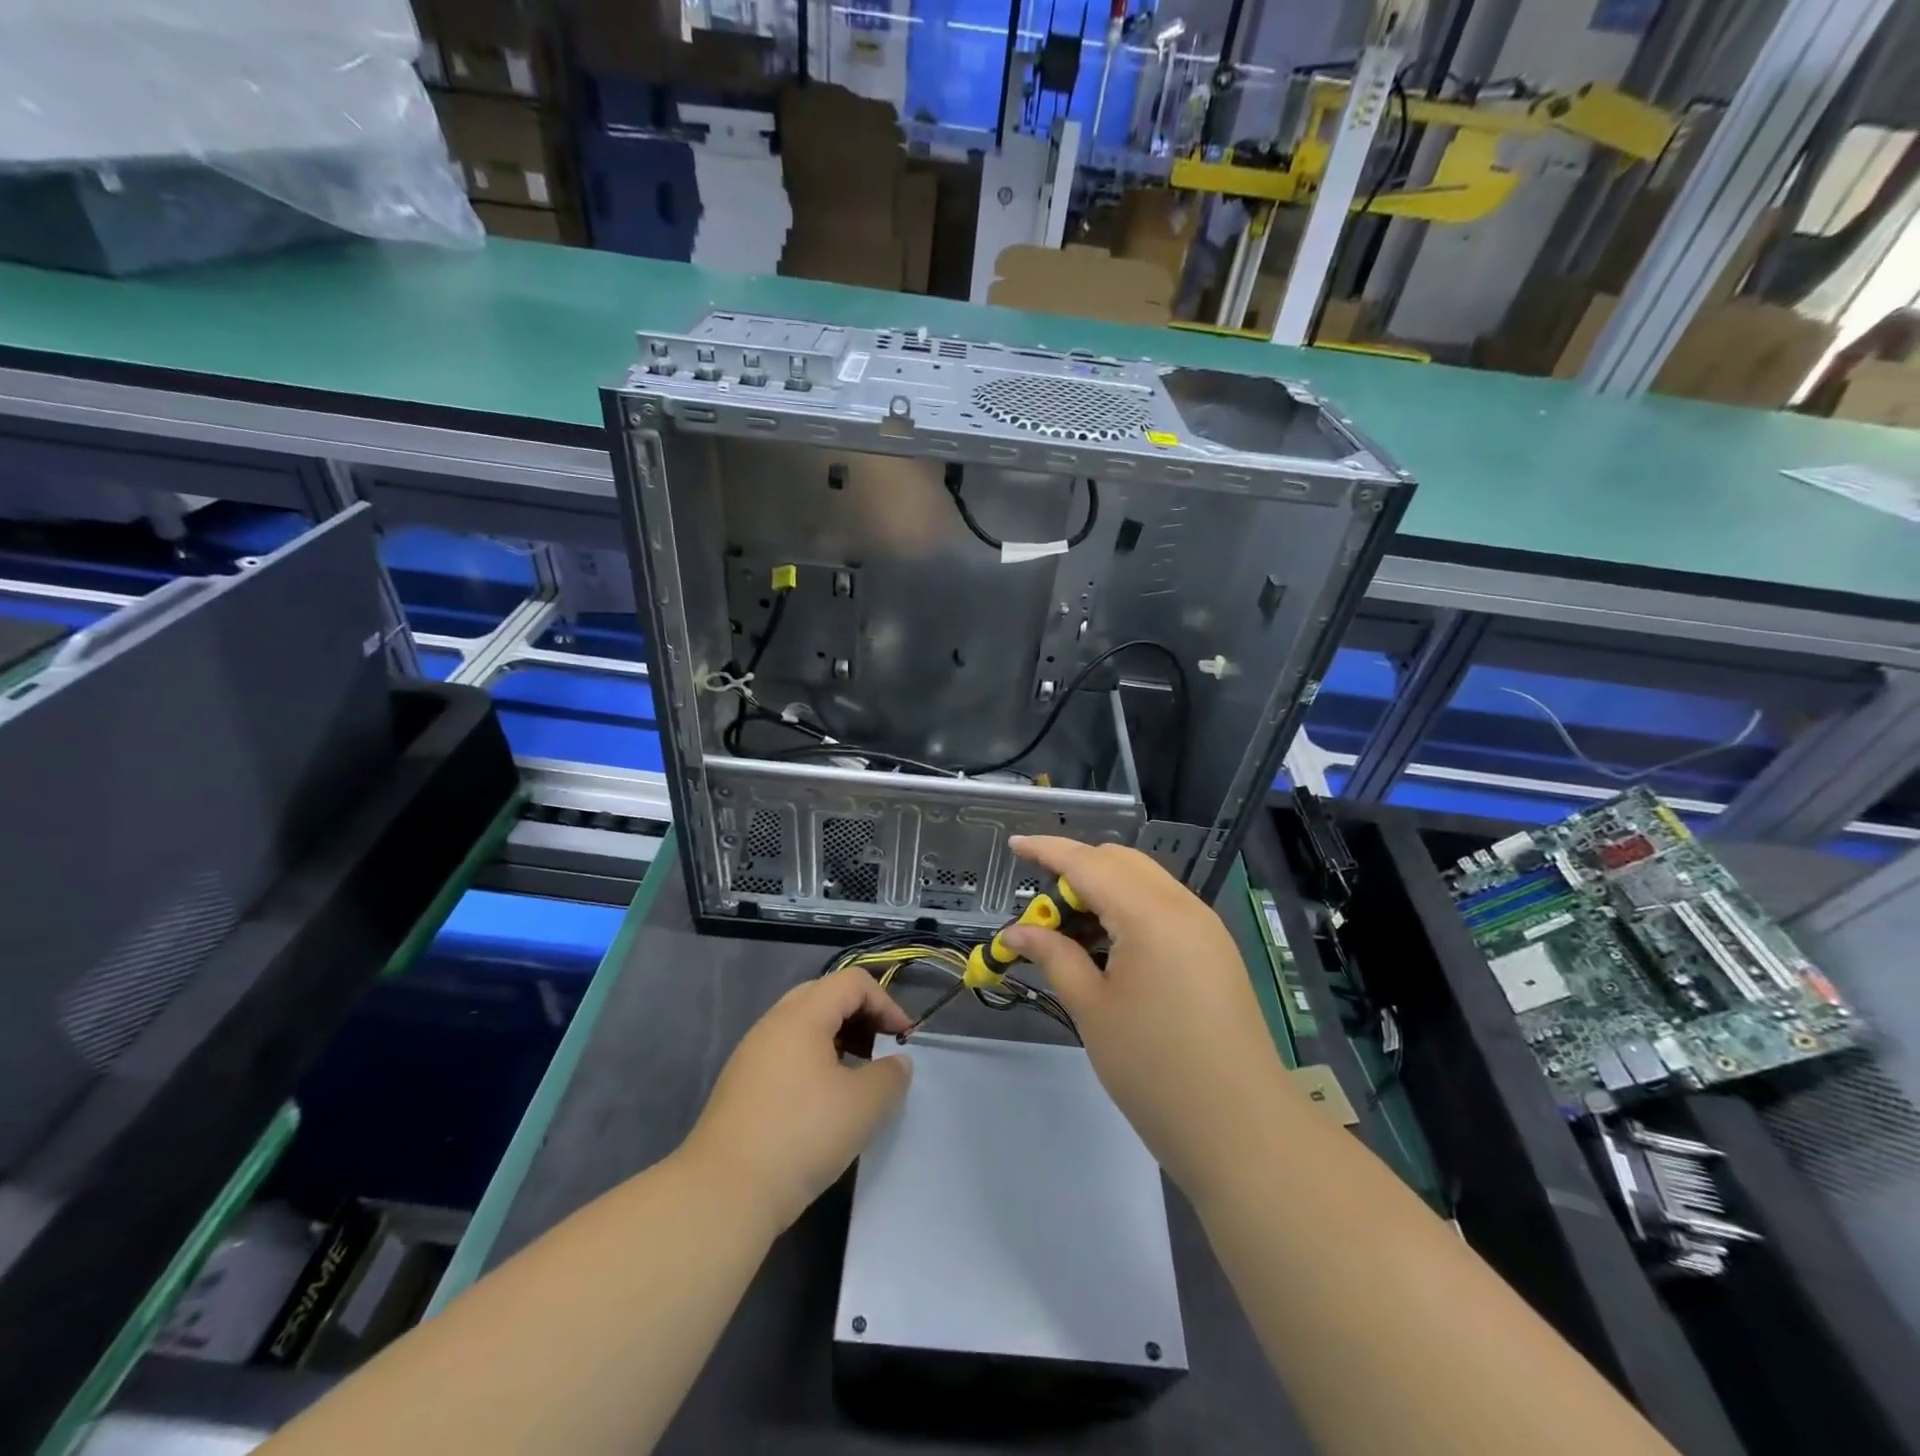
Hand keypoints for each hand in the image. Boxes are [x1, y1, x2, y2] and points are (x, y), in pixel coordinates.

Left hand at [681, 966, 914, 1235]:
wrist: (723, 1194)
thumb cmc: (801, 1136)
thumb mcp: (863, 1106)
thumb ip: (890, 1075)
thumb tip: (896, 1062)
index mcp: (802, 1015)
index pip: (853, 982)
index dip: (886, 1003)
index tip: (903, 1040)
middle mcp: (773, 1023)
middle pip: (825, 995)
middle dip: (861, 1016)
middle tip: (881, 1049)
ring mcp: (752, 1053)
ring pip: (804, 1025)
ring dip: (838, 1038)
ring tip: (857, 1076)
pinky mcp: (741, 1084)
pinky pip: (786, 1052)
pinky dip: (814, 1059)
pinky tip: (824, 1100)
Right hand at [1002, 836, 1289, 1198]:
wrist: (1241, 1127)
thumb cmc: (1154, 1069)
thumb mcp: (1092, 1009)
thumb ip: (1053, 957)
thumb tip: (1016, 932)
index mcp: (1150, 913)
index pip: (1088, 863)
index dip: (1047, 851)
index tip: (1014, 845)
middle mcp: (1182, 905)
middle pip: (1119, 862)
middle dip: (1075, 871)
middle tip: (1040, 911)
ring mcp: (1204, 926)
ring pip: (1143, 882)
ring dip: (1102, 891)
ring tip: (1069, 933)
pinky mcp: (1214, 949)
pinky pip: (1162, 907)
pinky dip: (1127, 910)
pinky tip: (1107, 947)